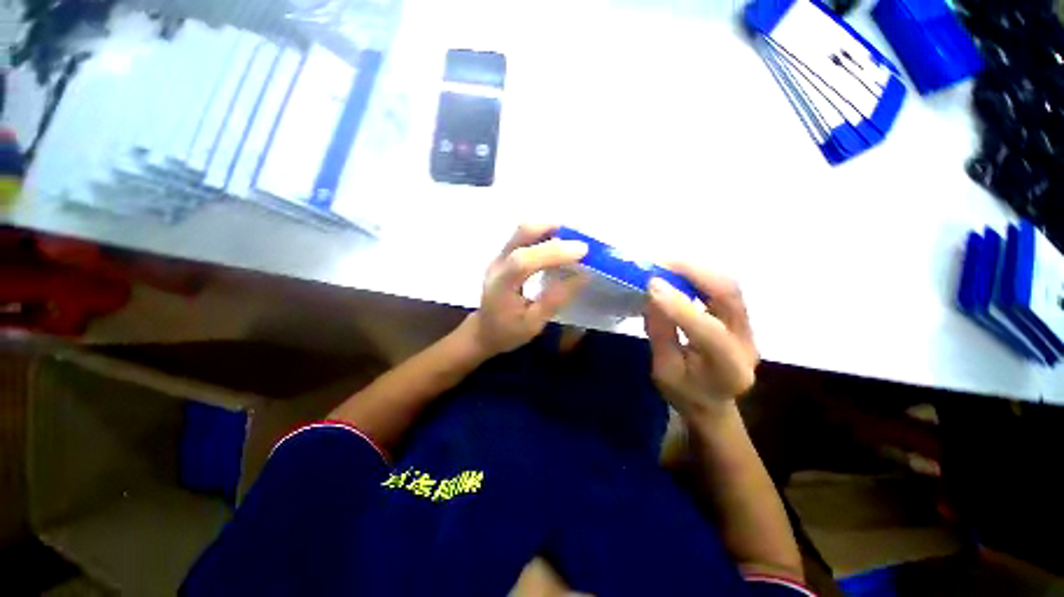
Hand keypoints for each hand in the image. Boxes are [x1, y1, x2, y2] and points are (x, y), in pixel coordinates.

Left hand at [470, 224, 587, 355]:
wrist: (483, 330)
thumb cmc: (507, 332)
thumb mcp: (533, 323)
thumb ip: (555, 299)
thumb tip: (583, 275)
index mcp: (501, 285)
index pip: (524, 261)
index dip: (553, 252)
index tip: (582, 251)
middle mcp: (498, 264)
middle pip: (521, 233)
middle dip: (552, 229)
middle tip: (579, 239)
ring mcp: (499, 256)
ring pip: (523, 230)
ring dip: (549, 229)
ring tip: (572, 240)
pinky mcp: (504, 255)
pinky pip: (524, 236)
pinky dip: (544, 235)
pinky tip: (558, 245)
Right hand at [644, 265, 757, 414]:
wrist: (711, 403)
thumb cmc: (683, 393)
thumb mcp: (663, 371)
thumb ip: (661, 333)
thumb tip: (653, 294)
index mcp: (728, 370)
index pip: (709, 331)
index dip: (680, 305)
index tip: (652, 284)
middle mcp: (747, 344)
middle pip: (730, 297)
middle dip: (694, 273)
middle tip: (661, 264)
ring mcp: (749, 328)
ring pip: (730, 286)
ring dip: (697, 270)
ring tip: (667, 265)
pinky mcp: (742, 318)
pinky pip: (724, 288)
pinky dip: (700, 276)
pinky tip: (680, 274)